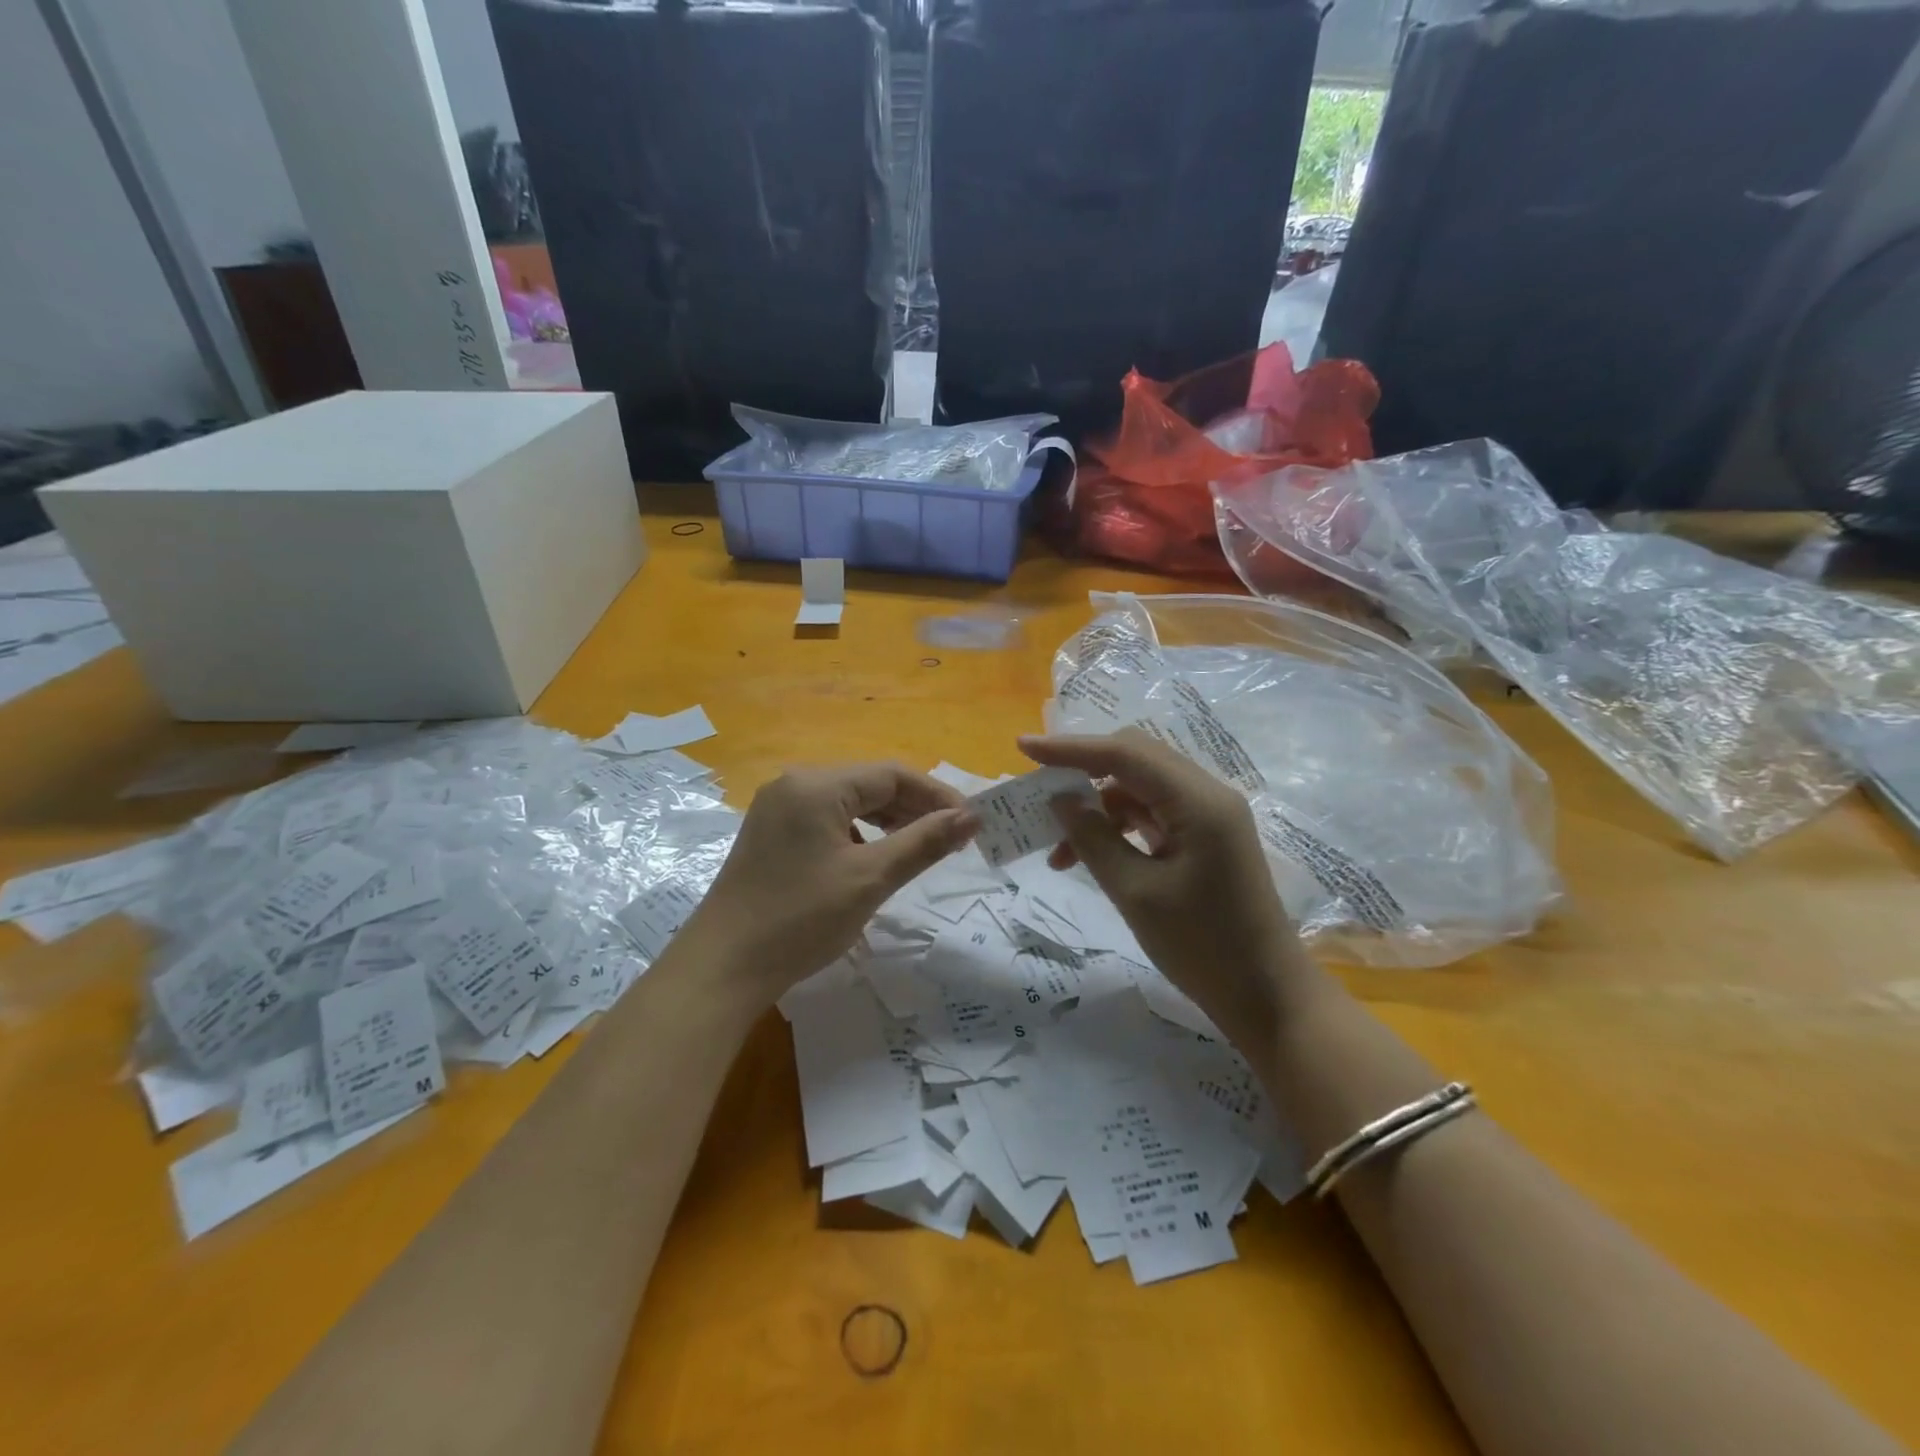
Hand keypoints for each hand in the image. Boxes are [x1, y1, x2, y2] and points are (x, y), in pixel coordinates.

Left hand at [682, 763, 977, 1005]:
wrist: (722, 968)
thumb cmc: (801, 919)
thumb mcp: (871, 879)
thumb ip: (924, 842)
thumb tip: (972, 817)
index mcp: (816, 785)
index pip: (892, 775)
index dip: (937, 795)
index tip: (970, 823)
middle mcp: (794, 784)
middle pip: (870, 784)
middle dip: (915, 808)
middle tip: (953, 839)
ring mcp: (778, 809)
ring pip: (849, 803)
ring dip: (889, 821)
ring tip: (923, 847)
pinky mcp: (771, 834)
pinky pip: (827, 820)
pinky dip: (859, 834)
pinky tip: (875, 858)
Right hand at [1019, 729, 1318, 1043]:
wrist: (1266, 996)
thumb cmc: (1203, 948)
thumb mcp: (1136, 893)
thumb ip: (1094, 839)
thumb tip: (1060, 800)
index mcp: (1198, 801)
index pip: (1125, 753)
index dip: (1070, 748)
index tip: (1023, 747)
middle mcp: (1207, 795)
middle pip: (1135, 760)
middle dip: (1082, 772)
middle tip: (1039, 795)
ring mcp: (1209, 816)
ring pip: (1139, 788)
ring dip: (1097, 808)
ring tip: (1060, 852)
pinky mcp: (1205, 837)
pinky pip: (1152, 814)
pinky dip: (1118, 827)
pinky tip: (1090, 856)